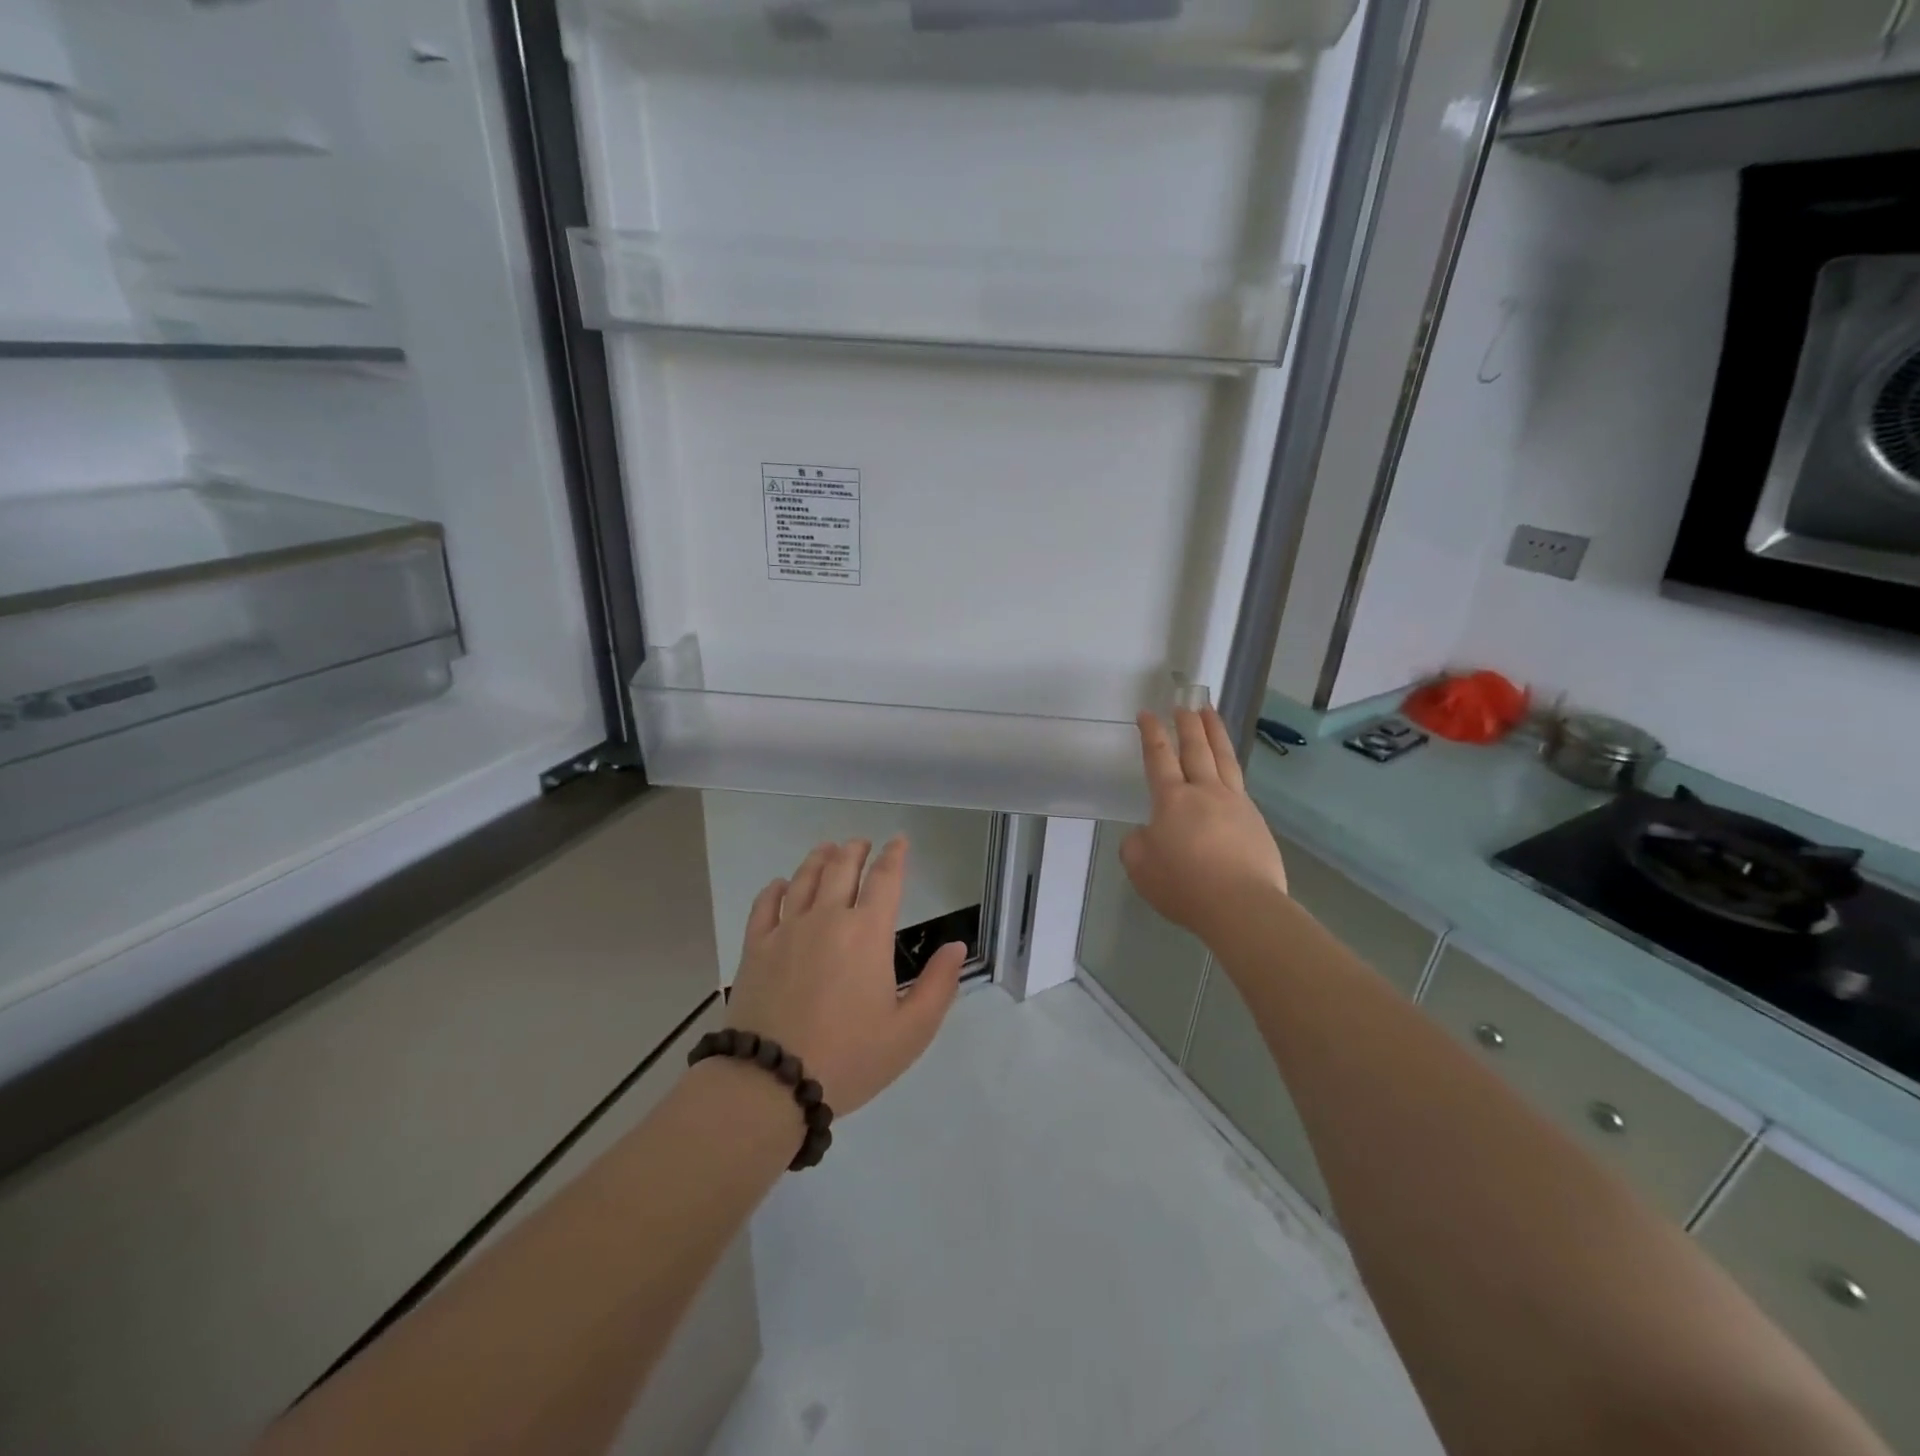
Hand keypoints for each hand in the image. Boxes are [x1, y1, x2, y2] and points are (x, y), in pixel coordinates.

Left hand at [726, 837, 965, 1115]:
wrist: (771, 1083)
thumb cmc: (849, 1058)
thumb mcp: (911, 1031)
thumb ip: (938, 985)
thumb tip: (957, 946)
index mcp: (867, 932)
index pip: (885, 879)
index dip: (895, 856)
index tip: (899, 841)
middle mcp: (826, 918)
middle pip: (841, 868)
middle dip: (855, 850)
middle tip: (862, 843)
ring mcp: (786, 930)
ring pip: (803, 879)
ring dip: (819, 859)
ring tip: (828, 849)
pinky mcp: (755, 948)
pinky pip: (765, 905)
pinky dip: (775, 888)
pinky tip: (781, 884)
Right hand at [1122, 707, 1288, 940]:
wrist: (1241, 905)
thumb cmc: (1184, 885)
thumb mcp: (1140, 867)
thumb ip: (1137, 844)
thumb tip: (1148, 834)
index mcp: (1172, 799)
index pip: (1159, 757)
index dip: (1152, 733)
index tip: (1147, 714)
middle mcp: (1205, 792)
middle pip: (1196, 748)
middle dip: (1187, 724)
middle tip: (1184, 705)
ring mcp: (1236, 804)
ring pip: (1224, 758)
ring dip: (1215, 733)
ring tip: (1212, 714)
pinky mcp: (1256, 822)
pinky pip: (1240, 785)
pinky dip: (1231, 768)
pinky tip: (1229, 771)